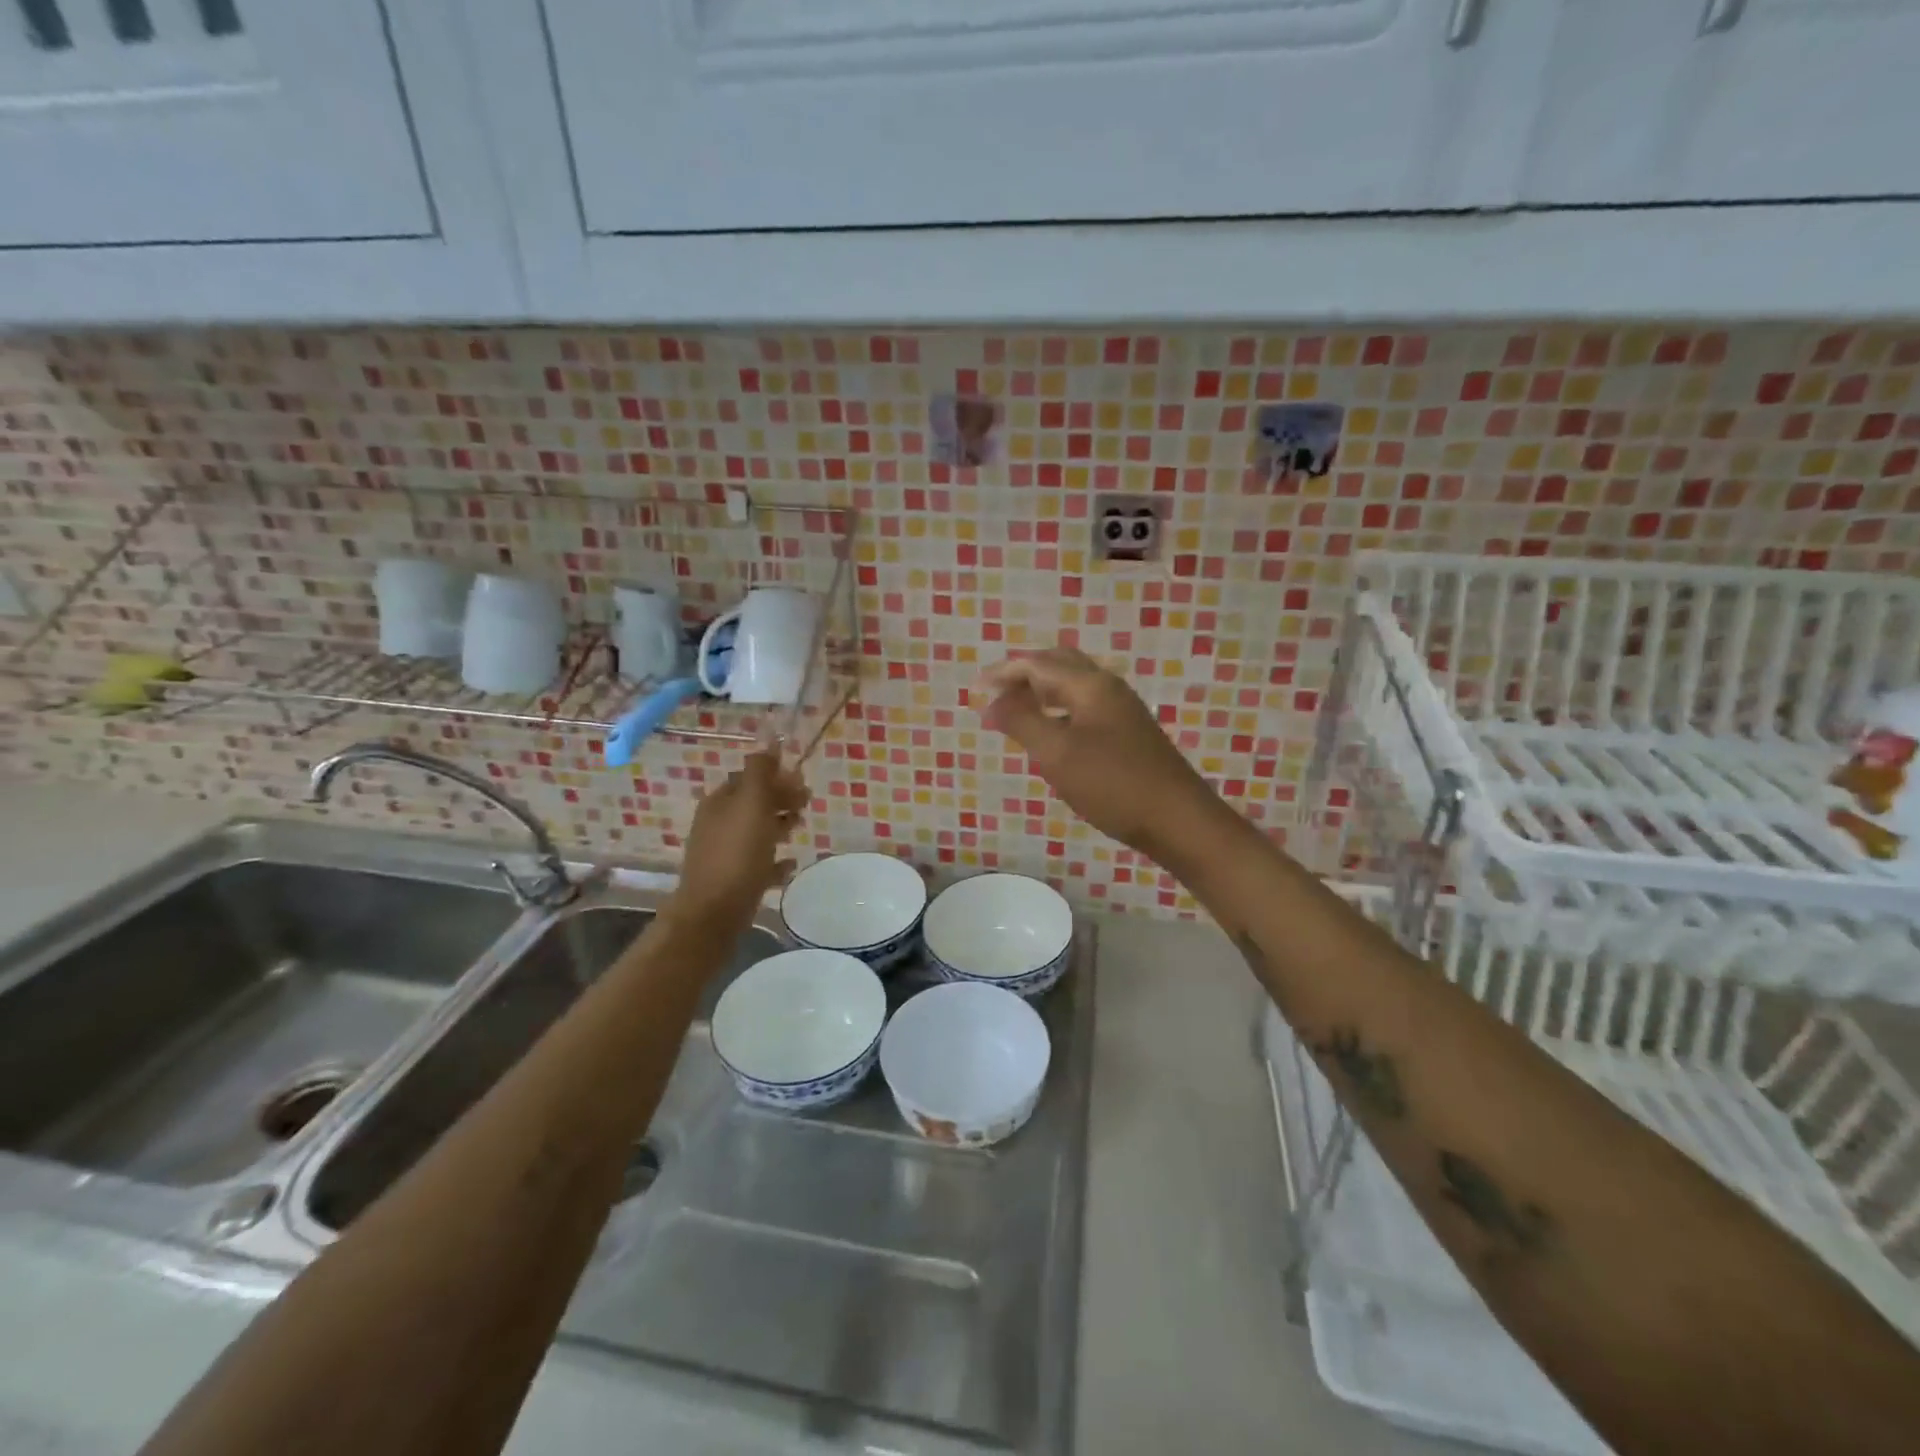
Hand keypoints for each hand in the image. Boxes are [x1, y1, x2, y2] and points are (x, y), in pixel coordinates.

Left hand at [673, 751, 808, 925]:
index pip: (749, 777)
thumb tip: (769, 741)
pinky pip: (759, 863)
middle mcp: (719, 823)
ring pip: (756, 831)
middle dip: (780, 799)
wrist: (714, 912)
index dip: (775, 776)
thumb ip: (760, 772)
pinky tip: (790, 863)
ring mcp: (724, 853)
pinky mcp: (733, 880)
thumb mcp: (751, 803)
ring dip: (779, 825)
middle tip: (806, 805)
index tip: (801, 783)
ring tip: (800, 828)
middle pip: (753, 803)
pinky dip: (775, 860)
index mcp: (721, 801)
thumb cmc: (737, 853)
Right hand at [975, 647, 1219, 855]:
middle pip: (1058, 665)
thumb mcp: (1057, 754)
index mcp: (1090, 685)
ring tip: (1015, 713)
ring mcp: (1121, 709)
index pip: (1038, 663)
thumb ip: (1022, 722)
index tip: (976, 690)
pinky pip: (1083, 706)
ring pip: (1072, 686)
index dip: (1004, 673)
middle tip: (996, 696)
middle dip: (1023, 675)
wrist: (1177, 819)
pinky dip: (1057, 709)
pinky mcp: (1128, 732)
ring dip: (1040, 692)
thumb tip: (992, 702)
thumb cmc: (1113, 785)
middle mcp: (1108, 687)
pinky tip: (1049, 733)